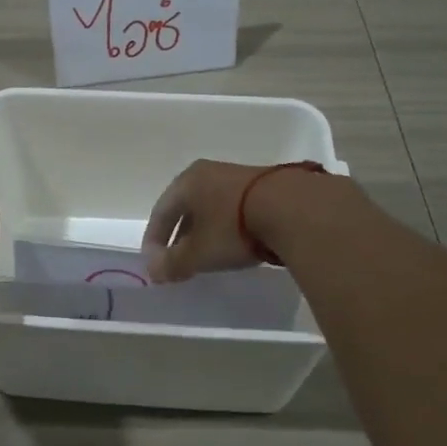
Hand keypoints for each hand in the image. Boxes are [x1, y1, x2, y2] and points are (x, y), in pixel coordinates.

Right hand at [141, 159, 281, 283]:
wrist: (293, 209)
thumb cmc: (233, 228)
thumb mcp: (198, 253)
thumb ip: (172, 264)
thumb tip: (153, 272)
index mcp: (187, 181)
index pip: (161, 211)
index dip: (154, 240)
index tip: (154, 263)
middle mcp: (209, 173)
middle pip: (186, 207)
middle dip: (180, 235)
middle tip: (178, 259)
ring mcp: (238, 176)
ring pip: (211, 207)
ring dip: (204, 231)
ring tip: (208, 254)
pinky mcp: (265, 185)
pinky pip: (234, 208)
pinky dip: (227, 226)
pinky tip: (236, 243)